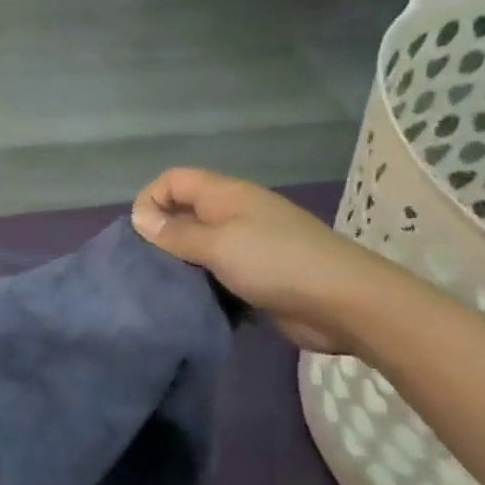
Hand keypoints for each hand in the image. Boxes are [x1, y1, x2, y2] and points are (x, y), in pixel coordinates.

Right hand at [131, 168, 391, 353]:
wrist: (346, 303)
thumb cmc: (276, 263)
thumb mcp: (217, 244)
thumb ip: (176, 232)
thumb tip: (138, 218)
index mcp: (225, 195)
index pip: (173, 180)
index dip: (150, 199)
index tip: (139, 235)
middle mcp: (234, 214)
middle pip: (184, 213)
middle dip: (162, 236)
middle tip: (147, 266)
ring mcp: (248, 245)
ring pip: (199, 247)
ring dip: (182, 265)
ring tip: (165, 288)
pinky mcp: (257, 276)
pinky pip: (217, 274)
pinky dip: (203, 285)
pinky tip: (193, 304)